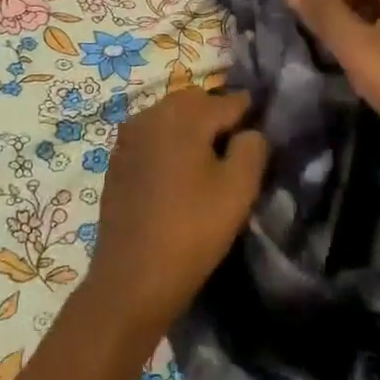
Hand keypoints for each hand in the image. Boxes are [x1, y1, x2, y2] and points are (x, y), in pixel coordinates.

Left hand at [82, 88, 267, 351]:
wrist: (131, 278)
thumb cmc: (192, 230)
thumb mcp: (239, 189)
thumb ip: (253, 148)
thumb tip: (249, 131)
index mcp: (183, 115)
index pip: (228, 100)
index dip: (250, 113)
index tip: (263, 132)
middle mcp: (151, 114)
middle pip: (195, 102)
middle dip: (217, 116)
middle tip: (236, 148)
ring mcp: (128, 137)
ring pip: (170, 117)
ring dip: (191, 129)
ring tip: (208, 162)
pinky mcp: (116, 160)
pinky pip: (151, 137)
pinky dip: (168, 144)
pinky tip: (178, 174)